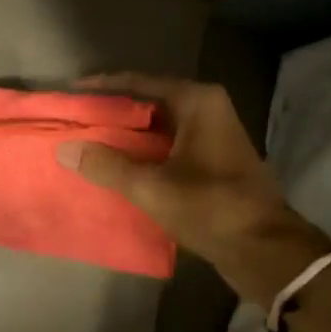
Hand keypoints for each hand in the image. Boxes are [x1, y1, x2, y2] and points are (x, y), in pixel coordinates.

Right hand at [57, 73, 330, 302]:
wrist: (265, 249)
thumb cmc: (210, 207)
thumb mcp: (151, 187)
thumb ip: (106, 165)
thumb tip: (65, 148)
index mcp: (197, 101)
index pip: (139, 83)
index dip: (102, 88)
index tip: (71, 94)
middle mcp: (208, 109)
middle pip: (149, 103)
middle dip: (113, 114)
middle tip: (76, 122)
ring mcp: (214, 135)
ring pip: (159, 127)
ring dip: (127, 137)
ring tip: (90, 145)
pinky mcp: (215, 160)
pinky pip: (170, 146)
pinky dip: (145, 154)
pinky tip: (119, 168)